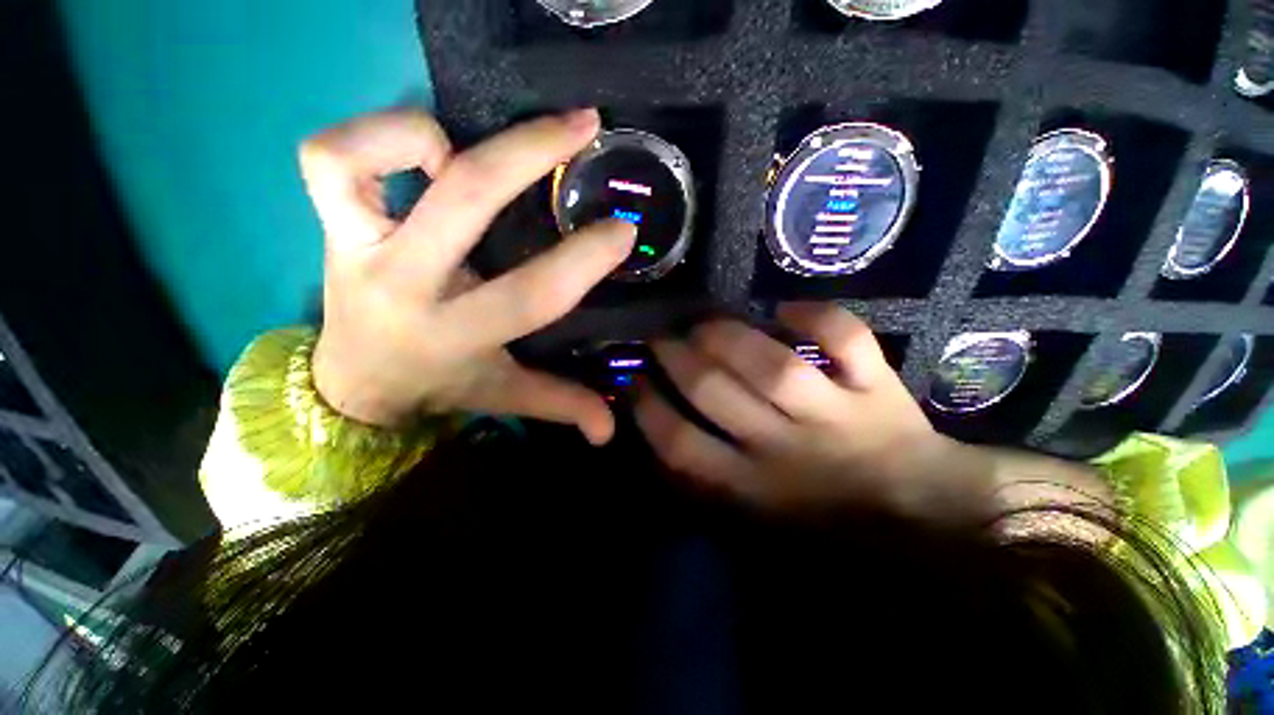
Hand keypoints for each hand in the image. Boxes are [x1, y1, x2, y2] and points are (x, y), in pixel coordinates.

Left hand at [299, 108, 635, 442]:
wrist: (353, 383)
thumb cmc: (441, 384)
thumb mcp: (507, 397)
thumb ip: (562, 405)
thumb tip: (609, 431)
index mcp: (457, 334)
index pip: (531, 293)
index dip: (583, 259)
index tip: (623, 229)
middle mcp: (404, 284)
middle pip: (465, 200)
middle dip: (532, 153)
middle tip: (584, 125)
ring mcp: (355, 245)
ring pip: (360, 162)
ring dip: (426, 134)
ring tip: (475, 143)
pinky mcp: (330, 223)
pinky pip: (328, 158)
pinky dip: (376, 136)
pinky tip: (426, 152)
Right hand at [635, 303, 996, 522]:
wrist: (919, 516)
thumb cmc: (823, 518)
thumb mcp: (751, 515)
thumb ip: (703, 475)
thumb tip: (656, 425)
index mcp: (750, 486)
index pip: (680, 444)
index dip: (648, 407)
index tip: (634, 379)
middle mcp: (785, 449)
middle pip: (714, 392)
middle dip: (676, 358)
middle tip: (662, 338)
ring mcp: (834, 415)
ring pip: (772, 366)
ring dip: (726, 335)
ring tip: (705, 324)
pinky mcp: (877, 389)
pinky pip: (845, 341)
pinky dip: (815, 316)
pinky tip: (786, 308)